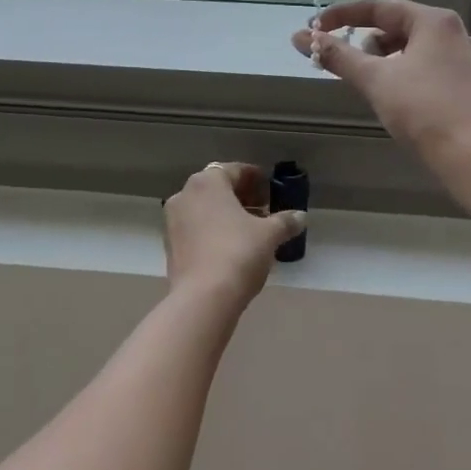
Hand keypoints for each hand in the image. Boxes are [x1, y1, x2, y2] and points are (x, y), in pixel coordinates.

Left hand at [162, 163, 306, 309]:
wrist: (203, 298)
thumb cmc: (238, 253)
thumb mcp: (269, 235)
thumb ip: (285, 221)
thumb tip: (301, 217)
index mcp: (208, 181)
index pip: (235, 170)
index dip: (256, 179)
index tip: (271, 191)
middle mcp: (185, 193)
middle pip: (218, 187)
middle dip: (241, 197)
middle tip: (264, 211)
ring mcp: (173, 220)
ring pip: (204, 208)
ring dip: (226, 214)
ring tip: (250, 230)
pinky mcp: (170, 244)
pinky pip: (195, 227)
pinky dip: (212, 230)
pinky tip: (230, 246)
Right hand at [291, 0, 470, 171]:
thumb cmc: (425, 111)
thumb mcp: (375, 80)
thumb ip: (338, 56)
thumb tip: (299, 38)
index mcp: (433, 21)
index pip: (378, 7)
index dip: (341, 16)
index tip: (313, 29)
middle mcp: (451, 32)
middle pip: (395, 25)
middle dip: (363, 40)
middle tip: (340, 60)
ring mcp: (461, 58)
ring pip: (409, 48)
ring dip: (381, 59)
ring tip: (366, 82)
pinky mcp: (464, 84)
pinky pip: (423, 66)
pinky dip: (400, 73)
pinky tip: (391, 96)